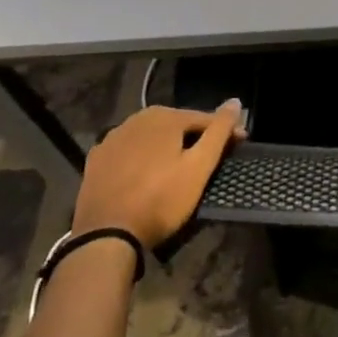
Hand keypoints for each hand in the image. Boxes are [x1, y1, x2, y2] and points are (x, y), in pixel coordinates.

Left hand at [73, 100, 245, 247]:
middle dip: (195, 137)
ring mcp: (112, 138)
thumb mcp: (198, 167)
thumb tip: (235, 101)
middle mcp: (136, 118)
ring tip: (179, 167)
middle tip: (209, 159)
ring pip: (151, 136)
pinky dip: (141, 157)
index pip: (204, 118)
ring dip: (167, 146)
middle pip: (176, 125)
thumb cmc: (160, 200)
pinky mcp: (97, 159)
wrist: (106, 235)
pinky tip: (146, 174)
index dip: (225, 131)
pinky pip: (128, 151)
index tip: (240, 145)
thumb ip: (218, 132)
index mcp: (164, 116)